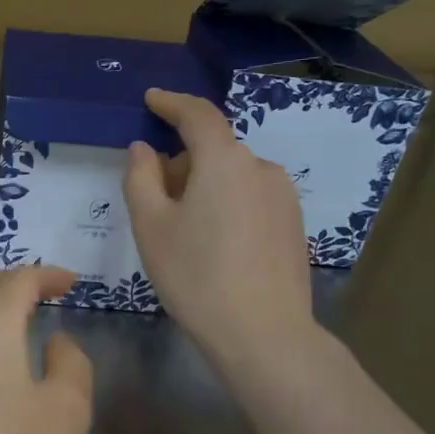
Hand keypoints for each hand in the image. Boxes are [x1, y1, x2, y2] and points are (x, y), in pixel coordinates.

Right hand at [123, 88, 318, 371]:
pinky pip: (251, 199)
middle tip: (154, 205)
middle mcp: (261, 167)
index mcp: (224, 160)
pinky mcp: (294, 224)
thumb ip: (141, 178)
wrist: (263, 333)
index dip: (171, 103)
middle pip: (213, 151)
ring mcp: (283, 196)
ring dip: (204, 188)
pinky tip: (215, 249)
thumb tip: (144, 150)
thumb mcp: (151, 226)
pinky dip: (227, 207)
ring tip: (185, 235)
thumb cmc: (195, 276)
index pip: (197, 115)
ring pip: (232, 177)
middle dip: (181, 165)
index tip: (152, 99)